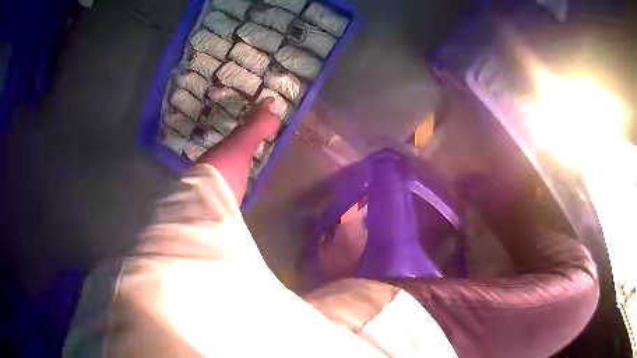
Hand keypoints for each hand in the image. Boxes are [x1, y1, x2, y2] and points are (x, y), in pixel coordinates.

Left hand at [243, 97, 281, 140]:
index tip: (273, 99)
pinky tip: (264, 132)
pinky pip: (255, 127)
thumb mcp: (276, 120)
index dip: (270, 99)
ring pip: (257, 118)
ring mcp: (248, 119)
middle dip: (265, 110)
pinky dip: (259, 128)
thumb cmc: (265, 124)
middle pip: (259, 108)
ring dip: (262, 120)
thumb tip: (275, 117)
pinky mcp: (246, 128)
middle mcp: (254, 110)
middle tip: (270, 112)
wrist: (251, 135)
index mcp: (261, 106)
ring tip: (268, 125)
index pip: (266, 100)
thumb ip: (276, 117)